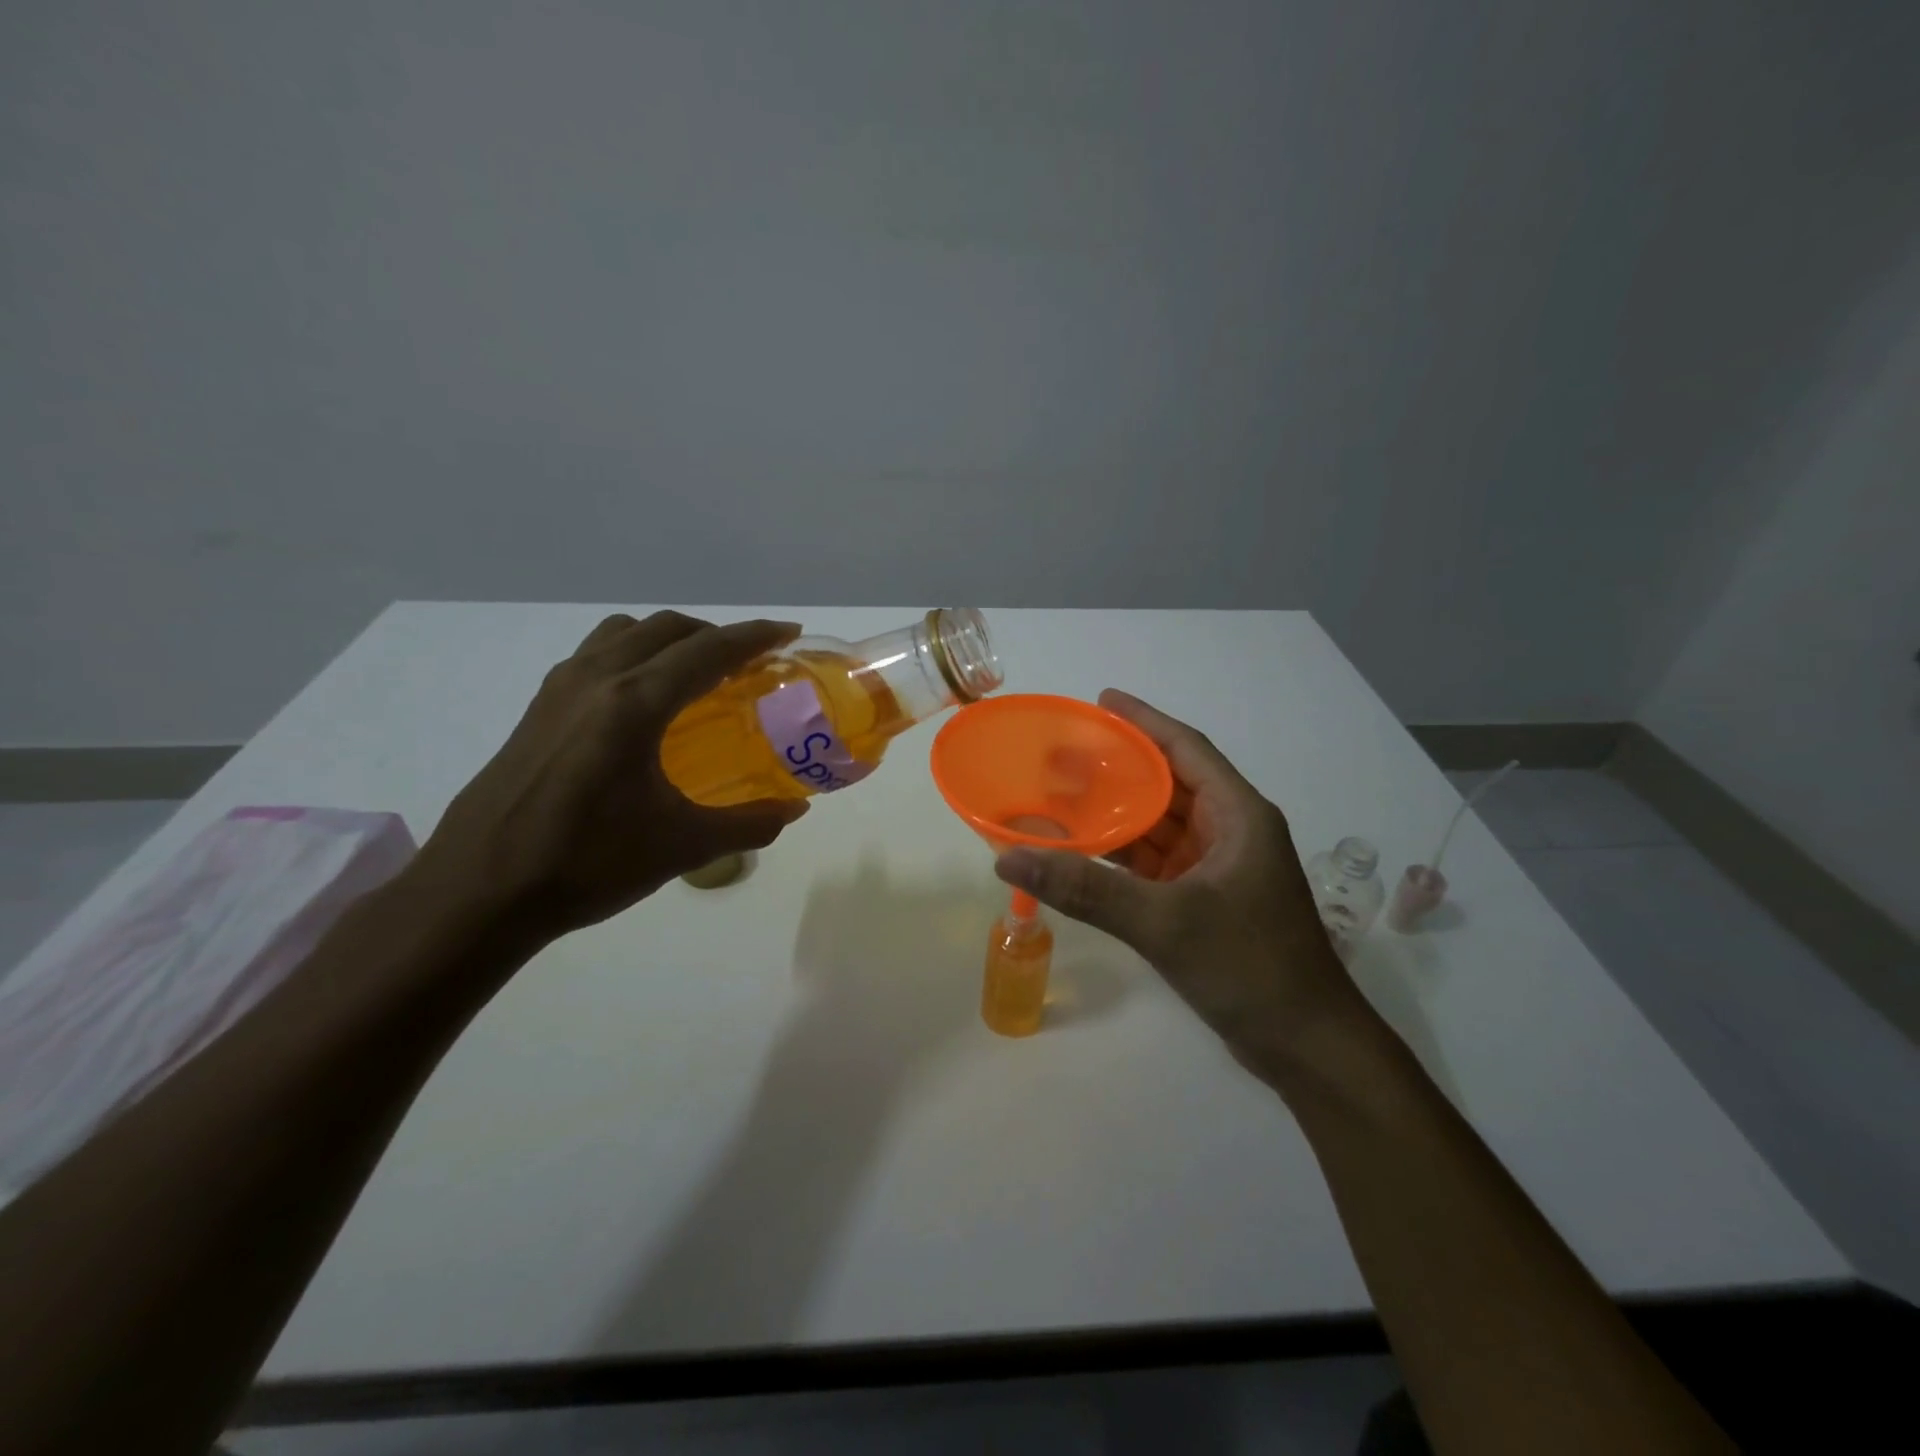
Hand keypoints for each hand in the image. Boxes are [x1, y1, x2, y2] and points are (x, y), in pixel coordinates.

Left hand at [416, 612, 810, 940]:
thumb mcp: (682, 847)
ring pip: (626, 634)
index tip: (789, 632)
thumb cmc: (586, 864)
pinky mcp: (538, 709)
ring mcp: (560, 690)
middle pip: (668, 629)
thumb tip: (794, 810)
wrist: (478, 892)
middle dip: (716, 635)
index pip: (708, 650)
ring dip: (670, 640)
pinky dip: (635, 655)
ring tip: (696, 676)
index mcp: (635, 704)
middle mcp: (596, 680)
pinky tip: (643, 704)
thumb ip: (748, 823)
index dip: (755, 636)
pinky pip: (597, 655)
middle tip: (750, 665)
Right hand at [993, 690, 1359, 1078]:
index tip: (1101, 700)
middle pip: (1168, 784)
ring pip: (1159, 826)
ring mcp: (1219, 869)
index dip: (1144, 721)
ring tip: (1061, 796)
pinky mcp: (1206, 902)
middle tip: (1062, 754)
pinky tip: (1083, 852)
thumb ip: (1086, 889)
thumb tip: (1009, 856)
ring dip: (1116, 813)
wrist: (1306, 1047)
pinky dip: (1121, 856)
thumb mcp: (1164, 922)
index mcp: (1238, 815)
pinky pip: (1156, 863)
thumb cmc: (1250, 967)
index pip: (1185, 749)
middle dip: (1118, 768)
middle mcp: (1230, 832)